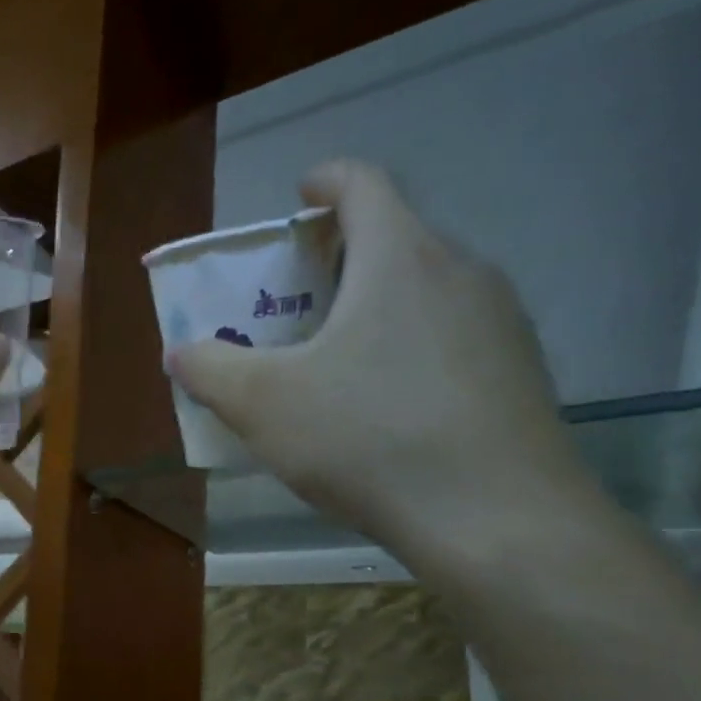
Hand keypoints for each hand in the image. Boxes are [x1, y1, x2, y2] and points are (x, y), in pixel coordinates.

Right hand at [168, 160, 591, 558]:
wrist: (496, 518)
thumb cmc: (368, 438)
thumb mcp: (262, 404)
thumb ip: (210, 370)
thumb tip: (181, 353)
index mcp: (398, 257)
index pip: (362, 183)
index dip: (324, 181)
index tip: (299, 198)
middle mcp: (460, 271)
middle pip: (392, 238)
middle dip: (337, 259)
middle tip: (294, 305)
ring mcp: (500, 321)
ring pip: (423, 291)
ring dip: (373, 307)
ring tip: (334, 363)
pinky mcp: (519, 370)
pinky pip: (450, 337)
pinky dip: (408, 348)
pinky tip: (384, 410)